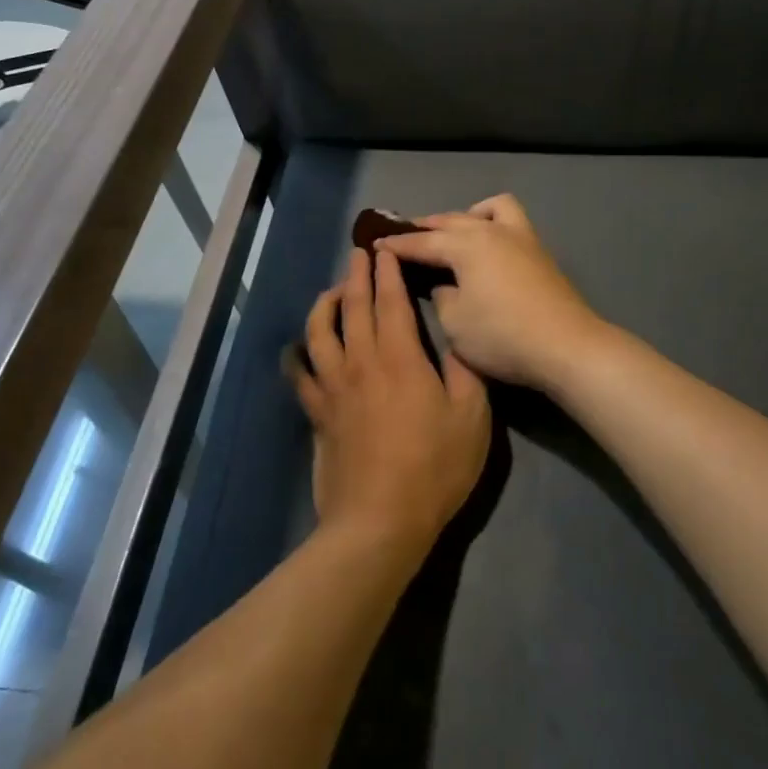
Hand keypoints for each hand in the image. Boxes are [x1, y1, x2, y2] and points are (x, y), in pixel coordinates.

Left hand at [289, 247, 490, 558]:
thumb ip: (464, 370)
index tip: (386, 248)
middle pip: (354, 306)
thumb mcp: (472, 417)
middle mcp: (361, 361)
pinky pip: (299, 375)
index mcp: (400, 356)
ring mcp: (333, 387)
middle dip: (357, 274)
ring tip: (333, 290)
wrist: (380, 520)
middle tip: (358, 252)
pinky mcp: (318, 413)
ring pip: (320, 331)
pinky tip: (295, 348)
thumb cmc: (435, 467)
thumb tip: (455, 337)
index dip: (388, 271)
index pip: (391, 300)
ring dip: (326, 303)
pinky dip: (295, 356)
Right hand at [376, 195, 603, 393]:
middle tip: (403, 237)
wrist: (566, 346)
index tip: (374, 245)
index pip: (422, 242)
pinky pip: (509, 220)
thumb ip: (442, 295)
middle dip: (424, 228)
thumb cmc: (502, 336)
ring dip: (463, 217)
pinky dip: (491, 222)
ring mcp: (520, 237)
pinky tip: (488, 245)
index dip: (396, 245)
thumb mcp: (455, 322)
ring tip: (452, 235)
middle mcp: (491, 231)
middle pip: (450, 221)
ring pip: (485, 210)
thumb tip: (446, 283)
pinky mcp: (539, 251)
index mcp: (466, 246)